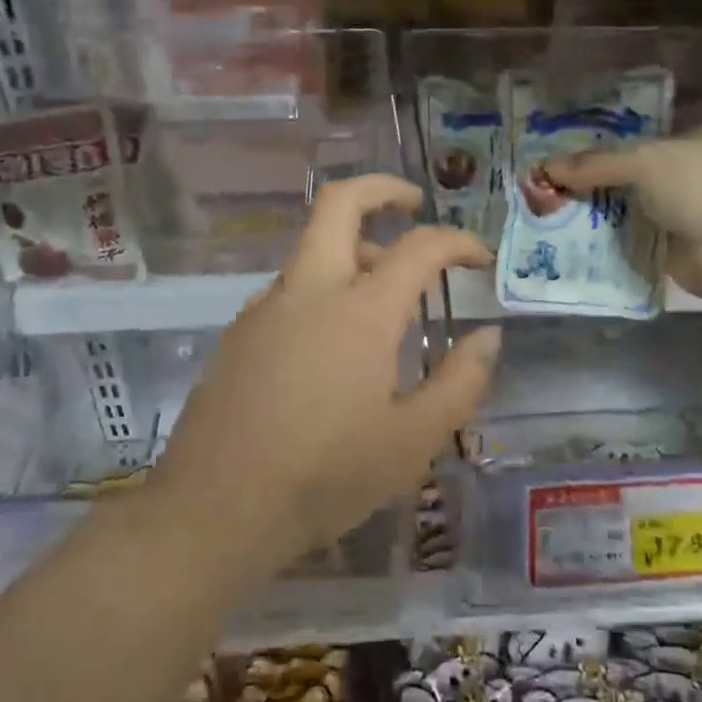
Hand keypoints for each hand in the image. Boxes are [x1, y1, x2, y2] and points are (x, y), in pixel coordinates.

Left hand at [150, 175, 502, 578]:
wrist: (214, 511)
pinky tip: (334, 344)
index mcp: (359, 311)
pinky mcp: (239, 333)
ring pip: (312, 248)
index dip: (458, 241)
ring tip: (387, 295)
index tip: (480, 258)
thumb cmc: (325, 477)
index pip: (419, 247)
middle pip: (339, 203)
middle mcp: (308, 291)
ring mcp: (265, 308)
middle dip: (382, 190)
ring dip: (354, 248)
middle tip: (414, 206)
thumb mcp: (412, 441)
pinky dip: (324, 288)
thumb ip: (461, 382)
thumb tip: (487, 336)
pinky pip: (291, 289)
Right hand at [542, 130, 701, 351]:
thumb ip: (597, 165)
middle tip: (540, 199)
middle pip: (626, 184)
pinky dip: (607, 254)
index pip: (633, 147)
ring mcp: (683, 221)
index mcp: (690, 144)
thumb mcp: (647, 162)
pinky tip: (569, 254)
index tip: (554, 167)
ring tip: (543, 226)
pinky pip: (631, 251)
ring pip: (626, 219)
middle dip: (588, 191)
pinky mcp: (675, 258)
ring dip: (593, 224)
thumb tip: (544, 167)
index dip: (595, 156)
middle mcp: (687, 180)